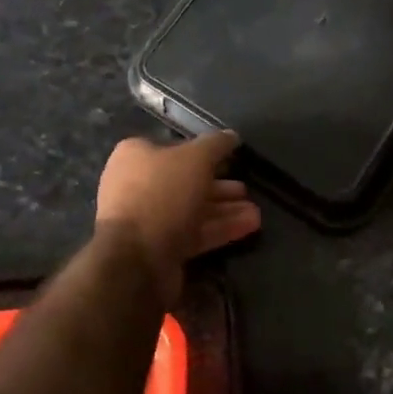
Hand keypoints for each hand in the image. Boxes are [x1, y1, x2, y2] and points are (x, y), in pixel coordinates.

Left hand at [95, 132, 261, 303]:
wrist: (136, 258)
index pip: (175, 148)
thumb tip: (231, 135)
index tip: (231, 158)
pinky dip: (219, 228)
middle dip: (220, 186)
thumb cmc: (162, 194)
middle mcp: (137, 185)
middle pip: (186, 181)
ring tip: (256, 213)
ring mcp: (147, 219)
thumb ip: (216, 145)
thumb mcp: (195, 159)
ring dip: (225, 209)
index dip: (205, 152)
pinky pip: (193, 233)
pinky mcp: (159, 247)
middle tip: (246, 189)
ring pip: (192, 209)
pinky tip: (249, 226)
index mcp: (136, 156)